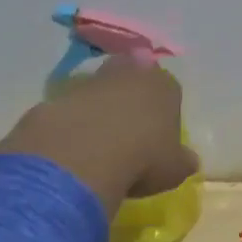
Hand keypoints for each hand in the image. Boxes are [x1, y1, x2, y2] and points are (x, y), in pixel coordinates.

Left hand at [0, 58, 198, 213]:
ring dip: (97, 108)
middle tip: (127, 126)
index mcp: (163, 85)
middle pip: (130, 76)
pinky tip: (71, 150)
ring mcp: (88, 83)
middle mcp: (127, 73)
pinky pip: (67, 109)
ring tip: (97, 143)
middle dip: (129, 94)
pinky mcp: (54, 99)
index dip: (164, 110)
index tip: (159, 135)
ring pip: (97, 89)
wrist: (82, 157)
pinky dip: (69, 124)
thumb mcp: (174, 168)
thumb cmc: (144, 158)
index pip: (169, 89)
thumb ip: (181, 160)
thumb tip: (187, 160)